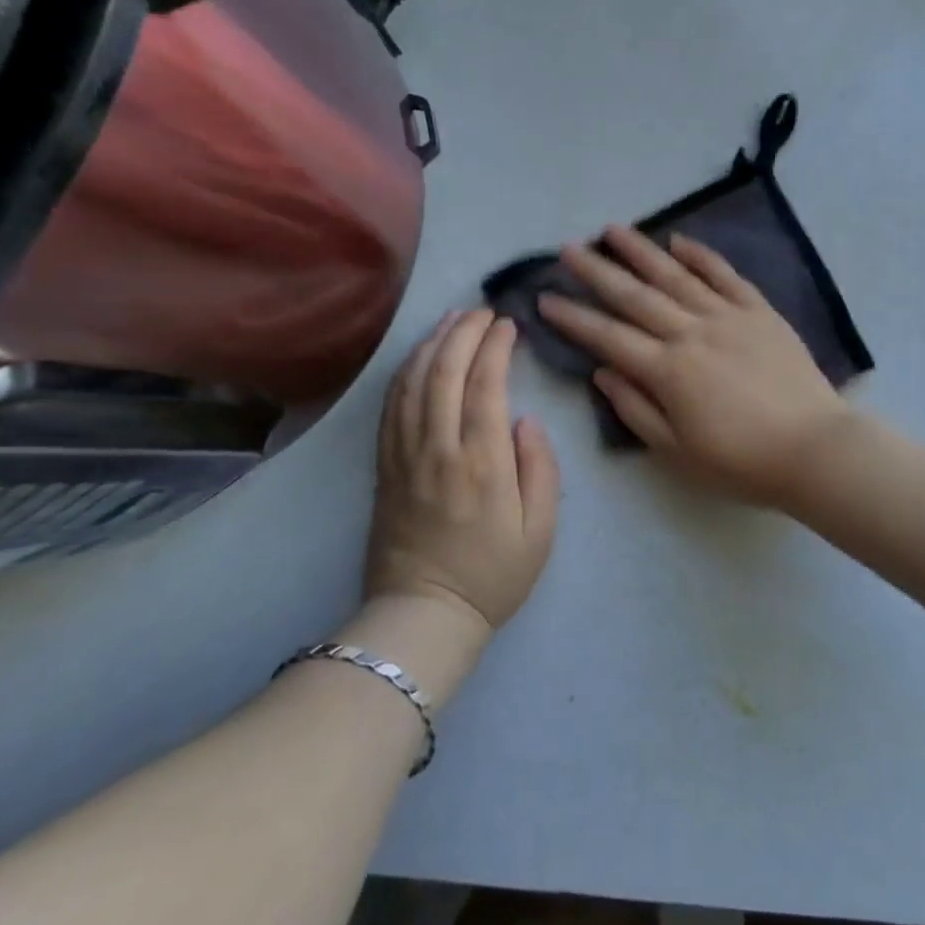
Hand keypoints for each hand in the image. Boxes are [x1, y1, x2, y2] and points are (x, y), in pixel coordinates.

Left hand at [364, 310, 560, 636]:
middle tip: (481, 310)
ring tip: (451, 319)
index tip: (507, 324)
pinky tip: (418, 356)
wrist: (423, 614)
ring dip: (432, 343)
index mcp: (481, 463)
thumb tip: (525, 421)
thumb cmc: (492, 575)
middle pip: (444, 372)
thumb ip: (540, 469)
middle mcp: (437, 448)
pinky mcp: (384, 464)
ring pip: (413, 381)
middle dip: (463, 332)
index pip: (485, 384)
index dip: (495, 346)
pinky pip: (391, 405)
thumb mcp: (540, 531)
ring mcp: (404, 454)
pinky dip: (405, 371)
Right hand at [537, 226, 855, 506]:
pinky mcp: (760, 311)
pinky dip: (701, 256)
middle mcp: (691, 333)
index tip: (544, 298)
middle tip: (568, 248)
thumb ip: (636, 409)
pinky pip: (725, 276)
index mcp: (668, 371)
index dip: (573, 318)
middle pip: (635, 296)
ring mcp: (728, 316)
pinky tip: (679, 241)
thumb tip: (601, 373)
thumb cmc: (742, 462)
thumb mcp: (678, 452)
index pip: (608, 337)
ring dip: (641, 251)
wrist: (814, 449)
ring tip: (613, 230)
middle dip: (597, 271)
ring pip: (676, 276)